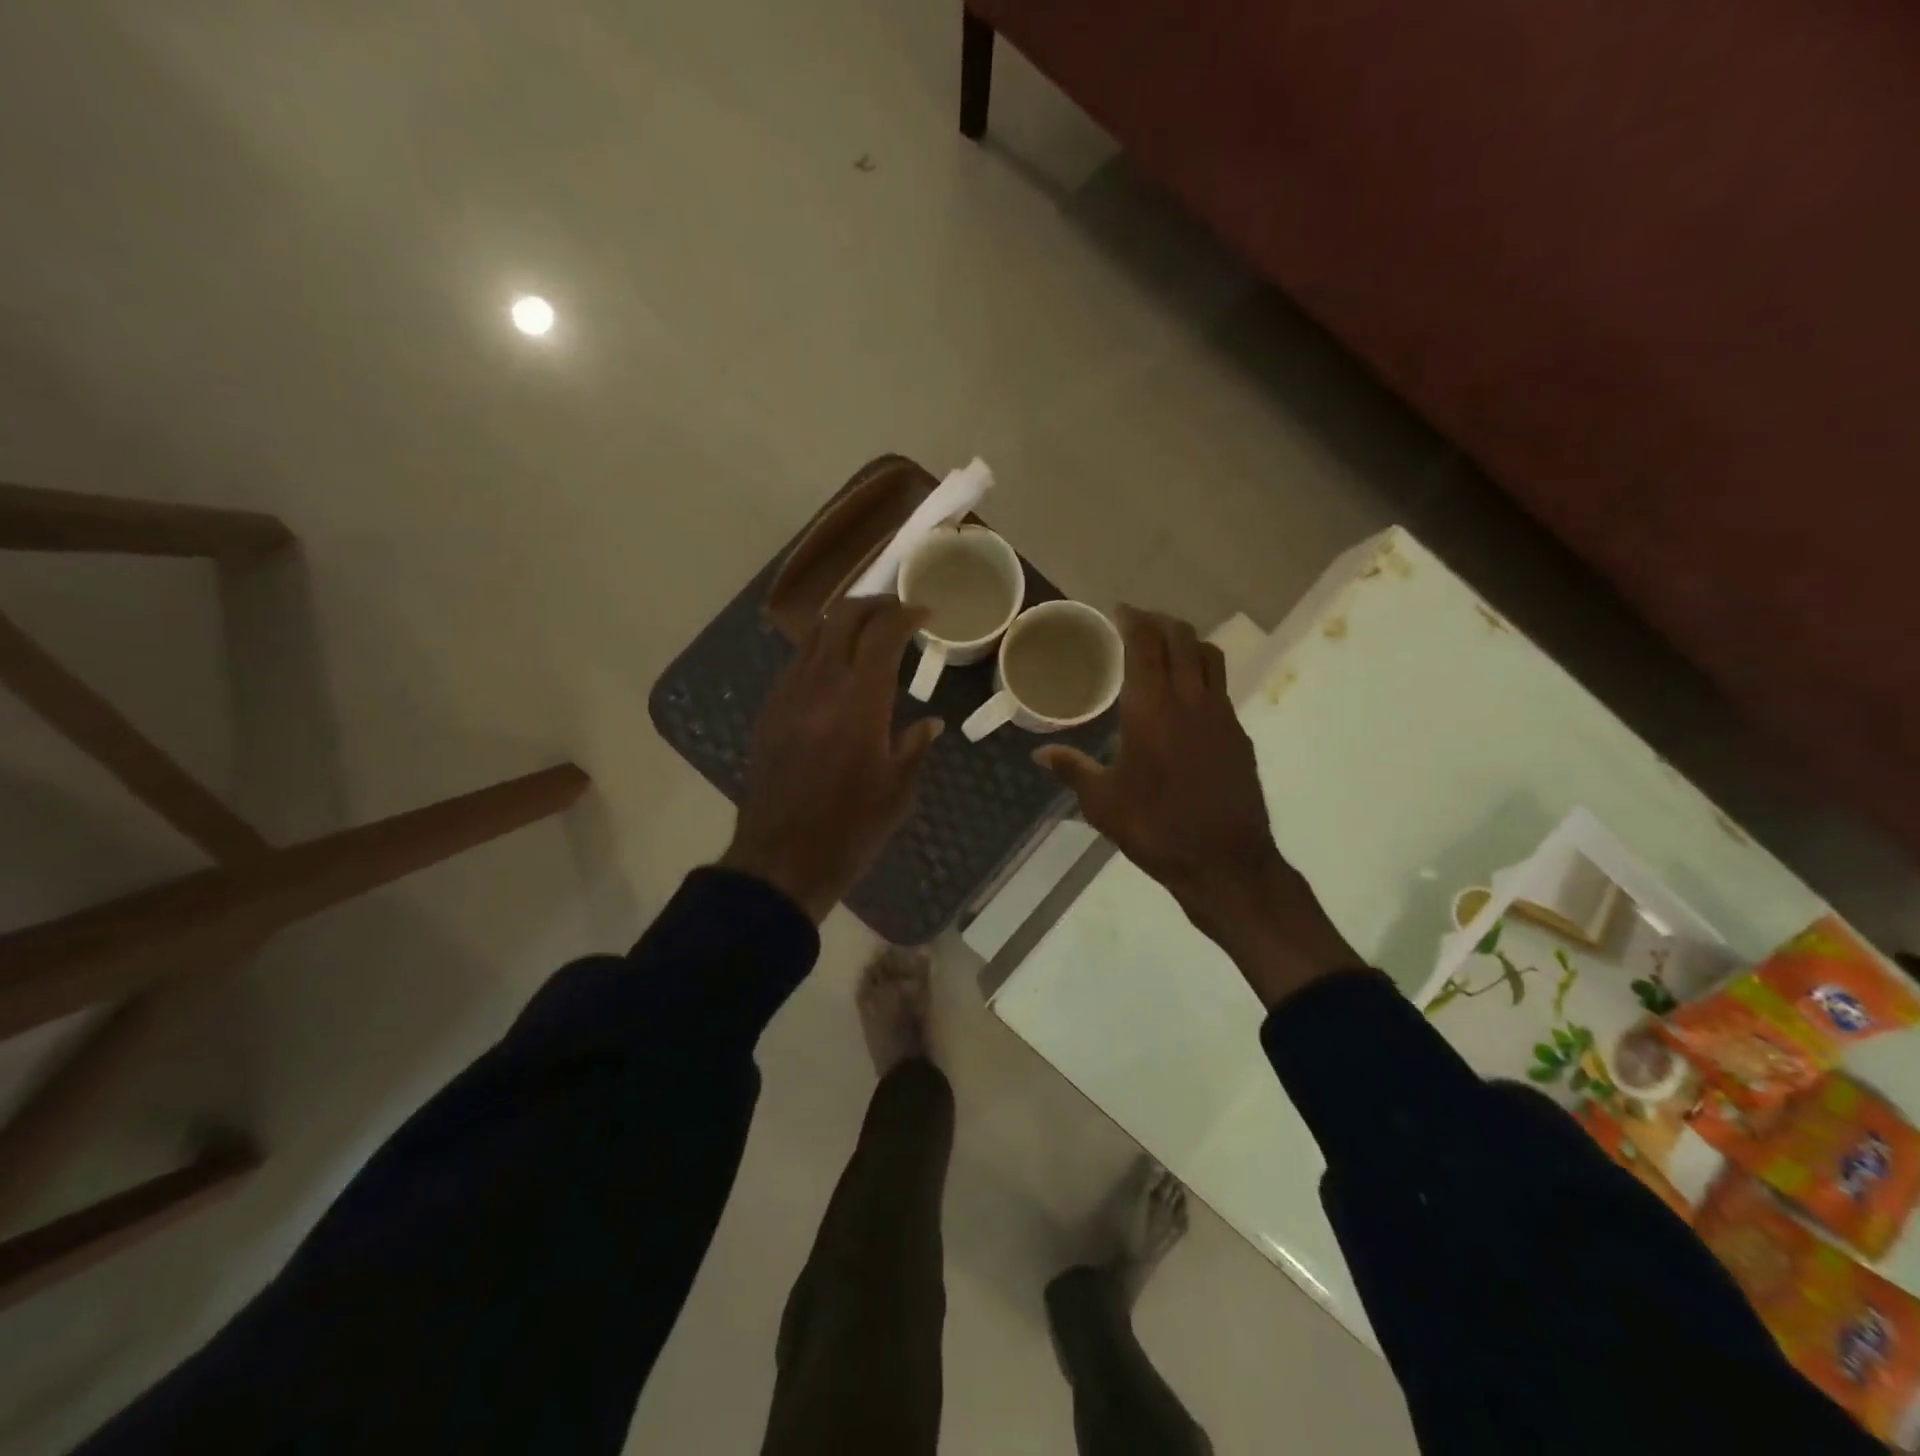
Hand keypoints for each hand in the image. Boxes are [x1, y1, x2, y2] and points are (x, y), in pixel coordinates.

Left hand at [720, 598, 942, 921]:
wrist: (781, 860)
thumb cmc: (850, 830)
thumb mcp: (898, 792)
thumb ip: (915, 747)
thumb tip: (930, 722)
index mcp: (860, 704)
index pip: (882, 635)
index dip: (905, 615)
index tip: (925, 612)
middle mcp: (820, 687)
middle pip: (841, 619)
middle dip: (873, 604)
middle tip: (897, 610)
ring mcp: (788, 697)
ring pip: (813, 635)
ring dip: (843, 622)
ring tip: (868, 630)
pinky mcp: (769, 713)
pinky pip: (797, 664)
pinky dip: (821, 650)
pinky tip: (836, 669)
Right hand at [1034, 606, 1359, 1004]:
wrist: (1225, 862)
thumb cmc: (1156, 829)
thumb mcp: (1103, 803)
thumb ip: (1072, 769)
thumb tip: (1039, 753)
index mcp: (1151, 710)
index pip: (1146, 645)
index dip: (1133, 620)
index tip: (1120, 609)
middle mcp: (1190, 701)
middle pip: (1182, 640)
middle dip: (1160, 621)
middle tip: (1138, 621)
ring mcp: (1222, 716)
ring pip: (1209, 657)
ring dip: (1187, 641)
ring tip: (1166, 644)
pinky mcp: (1239, 735)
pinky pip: (1219, 687)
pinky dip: (1201, 673)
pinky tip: (1186, 695)